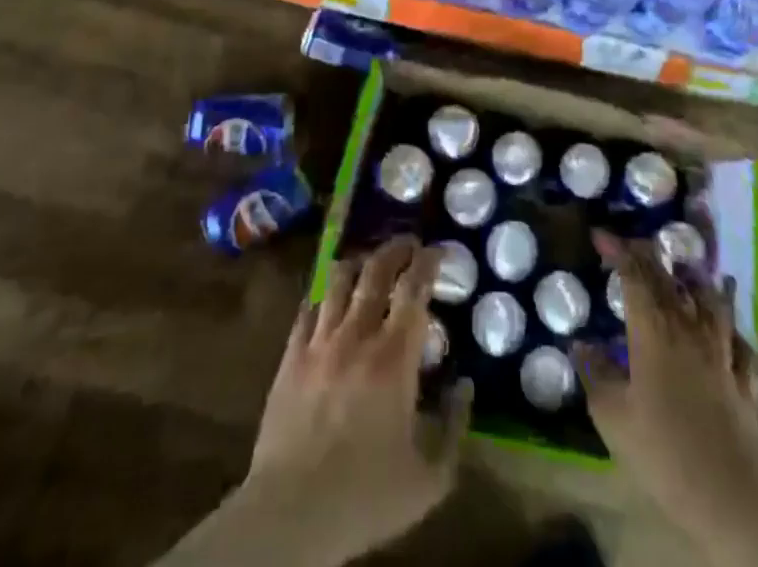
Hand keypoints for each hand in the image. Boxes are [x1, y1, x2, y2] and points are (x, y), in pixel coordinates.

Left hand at [245, 237, 470, 565]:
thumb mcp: (430, 478)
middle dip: (396, 249)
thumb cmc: (366, 496)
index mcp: (394, 357)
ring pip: (339, 279)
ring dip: (360, 263)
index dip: (428, 262)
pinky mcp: (291, 355)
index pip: (414, 288)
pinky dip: (326, 294)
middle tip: (409, 243)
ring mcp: (319, 341)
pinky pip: (309, 307)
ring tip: (370, 261)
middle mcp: (357, 335)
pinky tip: (331, 297)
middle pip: (376, 270)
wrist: (292, 513)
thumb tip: (466, 386)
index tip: (438, 250)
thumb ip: (455, 427)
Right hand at [573, 230, 757, 543]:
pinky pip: (739, 341)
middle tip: (632, 246)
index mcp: (653, 329)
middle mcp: (688, 328)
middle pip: (669, 279)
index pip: (634, 274)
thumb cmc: (663, 448)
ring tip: (686, 271)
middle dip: (648, 256)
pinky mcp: (744, 379)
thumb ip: (594, 373)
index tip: (600, 235)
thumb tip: (580, 343)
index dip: (617, 249)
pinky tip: (727, 329)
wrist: (731, 493)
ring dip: (695, 281)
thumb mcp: (611, 415)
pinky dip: (730, 327)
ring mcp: (721, 351)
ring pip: (710, 301)